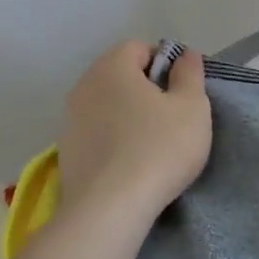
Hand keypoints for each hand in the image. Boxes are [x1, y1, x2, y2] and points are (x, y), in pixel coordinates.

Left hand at [57, 41, 211, 221]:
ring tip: (153, 143)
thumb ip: (190, 74)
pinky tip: (131, 163)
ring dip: (128, 115)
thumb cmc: (159, 147)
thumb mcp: (192, 107)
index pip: (140, 48)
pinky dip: (114, 139)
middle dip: (146, 89)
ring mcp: (69, 121)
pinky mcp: (66, 153)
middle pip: (120, 75)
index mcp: (112, 67)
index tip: (184, 91)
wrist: (110, 209)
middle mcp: (84, 86)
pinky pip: (96, 133)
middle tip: (173, 116)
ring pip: (107, 105)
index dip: (166, 63)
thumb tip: (185, 54)